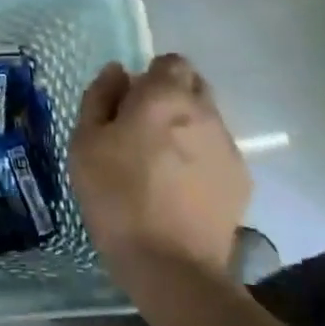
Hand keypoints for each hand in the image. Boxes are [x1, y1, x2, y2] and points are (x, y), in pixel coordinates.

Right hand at [69, 54, 249, 286]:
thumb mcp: (85, 143)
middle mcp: (204, 111)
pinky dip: (199, 158)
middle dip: (170, 97)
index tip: (128, 104)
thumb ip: (99, 98)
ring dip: (185, 128)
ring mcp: (228, 146)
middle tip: (141, 130)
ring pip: (206, 119)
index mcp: (164, 97)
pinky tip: (179, 188)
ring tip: (159, 164)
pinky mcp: (240, 178)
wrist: (170, 263)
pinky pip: (217, 152)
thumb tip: (117, 72)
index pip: (170, 62)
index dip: (148, 77)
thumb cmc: (115, 195)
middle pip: (193, 86)